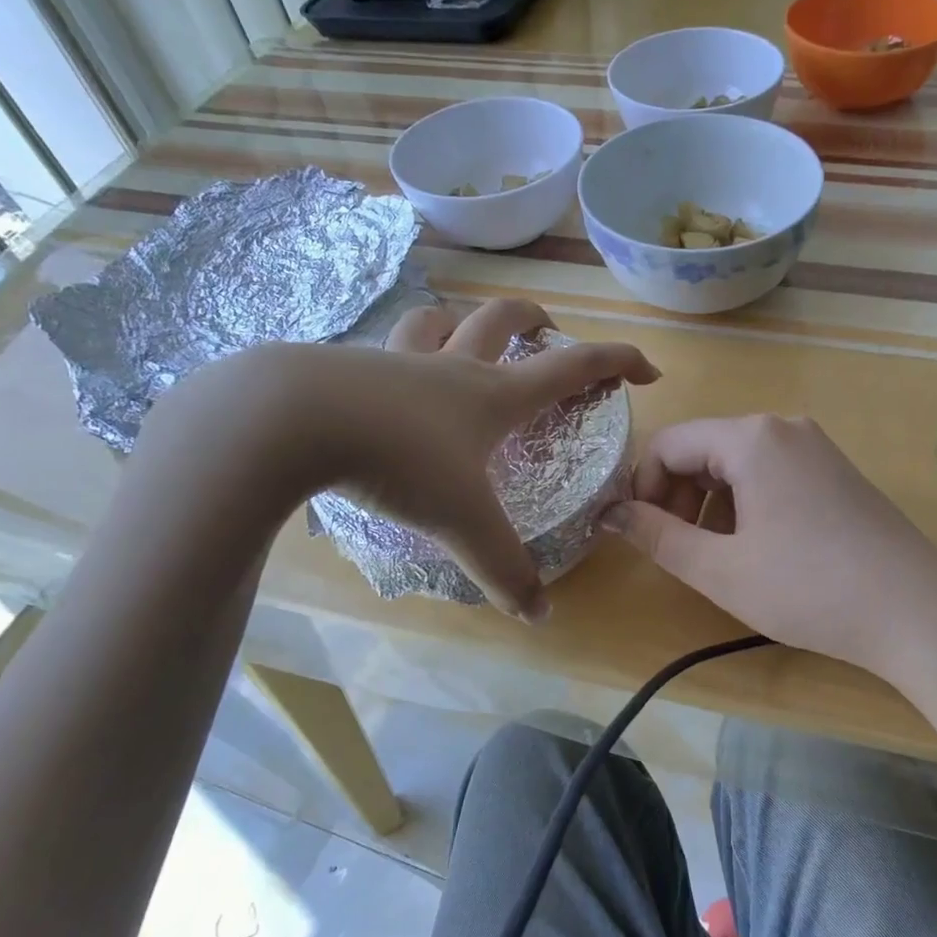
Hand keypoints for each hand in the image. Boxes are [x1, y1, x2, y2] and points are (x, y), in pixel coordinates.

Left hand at [148, 299, 655, 620]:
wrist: (289, 419)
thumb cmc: (397, 458)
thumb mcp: (461, 521)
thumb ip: (503, 568)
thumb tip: (540, 615)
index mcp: (492, 394)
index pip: (571, 367)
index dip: (616, 362)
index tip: (647, 368)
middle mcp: (450, 367)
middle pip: (504, 320)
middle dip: (536, 321)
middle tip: (549, 334)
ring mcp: (395, 360)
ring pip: (436, 322)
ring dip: (459, 325)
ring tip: (463, 342)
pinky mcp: (346, 368)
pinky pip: (381, 352)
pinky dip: (396, 359)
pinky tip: (383, 387)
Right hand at [602, 414, 936, 684]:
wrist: (917, 613)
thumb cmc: (808, 589)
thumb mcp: (720, 569)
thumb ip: (657, 536)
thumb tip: (610, 513)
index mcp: (751, 437)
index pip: (669, 444)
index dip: (643, 488)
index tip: (642, 536)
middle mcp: (784, 428)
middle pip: (704, 450)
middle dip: (678, 497)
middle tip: (679, 551)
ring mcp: (817, 448)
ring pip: (738, 464)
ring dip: (712, 505)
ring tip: (721, 558)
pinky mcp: (838, 472)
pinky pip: (773, 475)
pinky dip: (749, 505)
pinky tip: (762, 550)